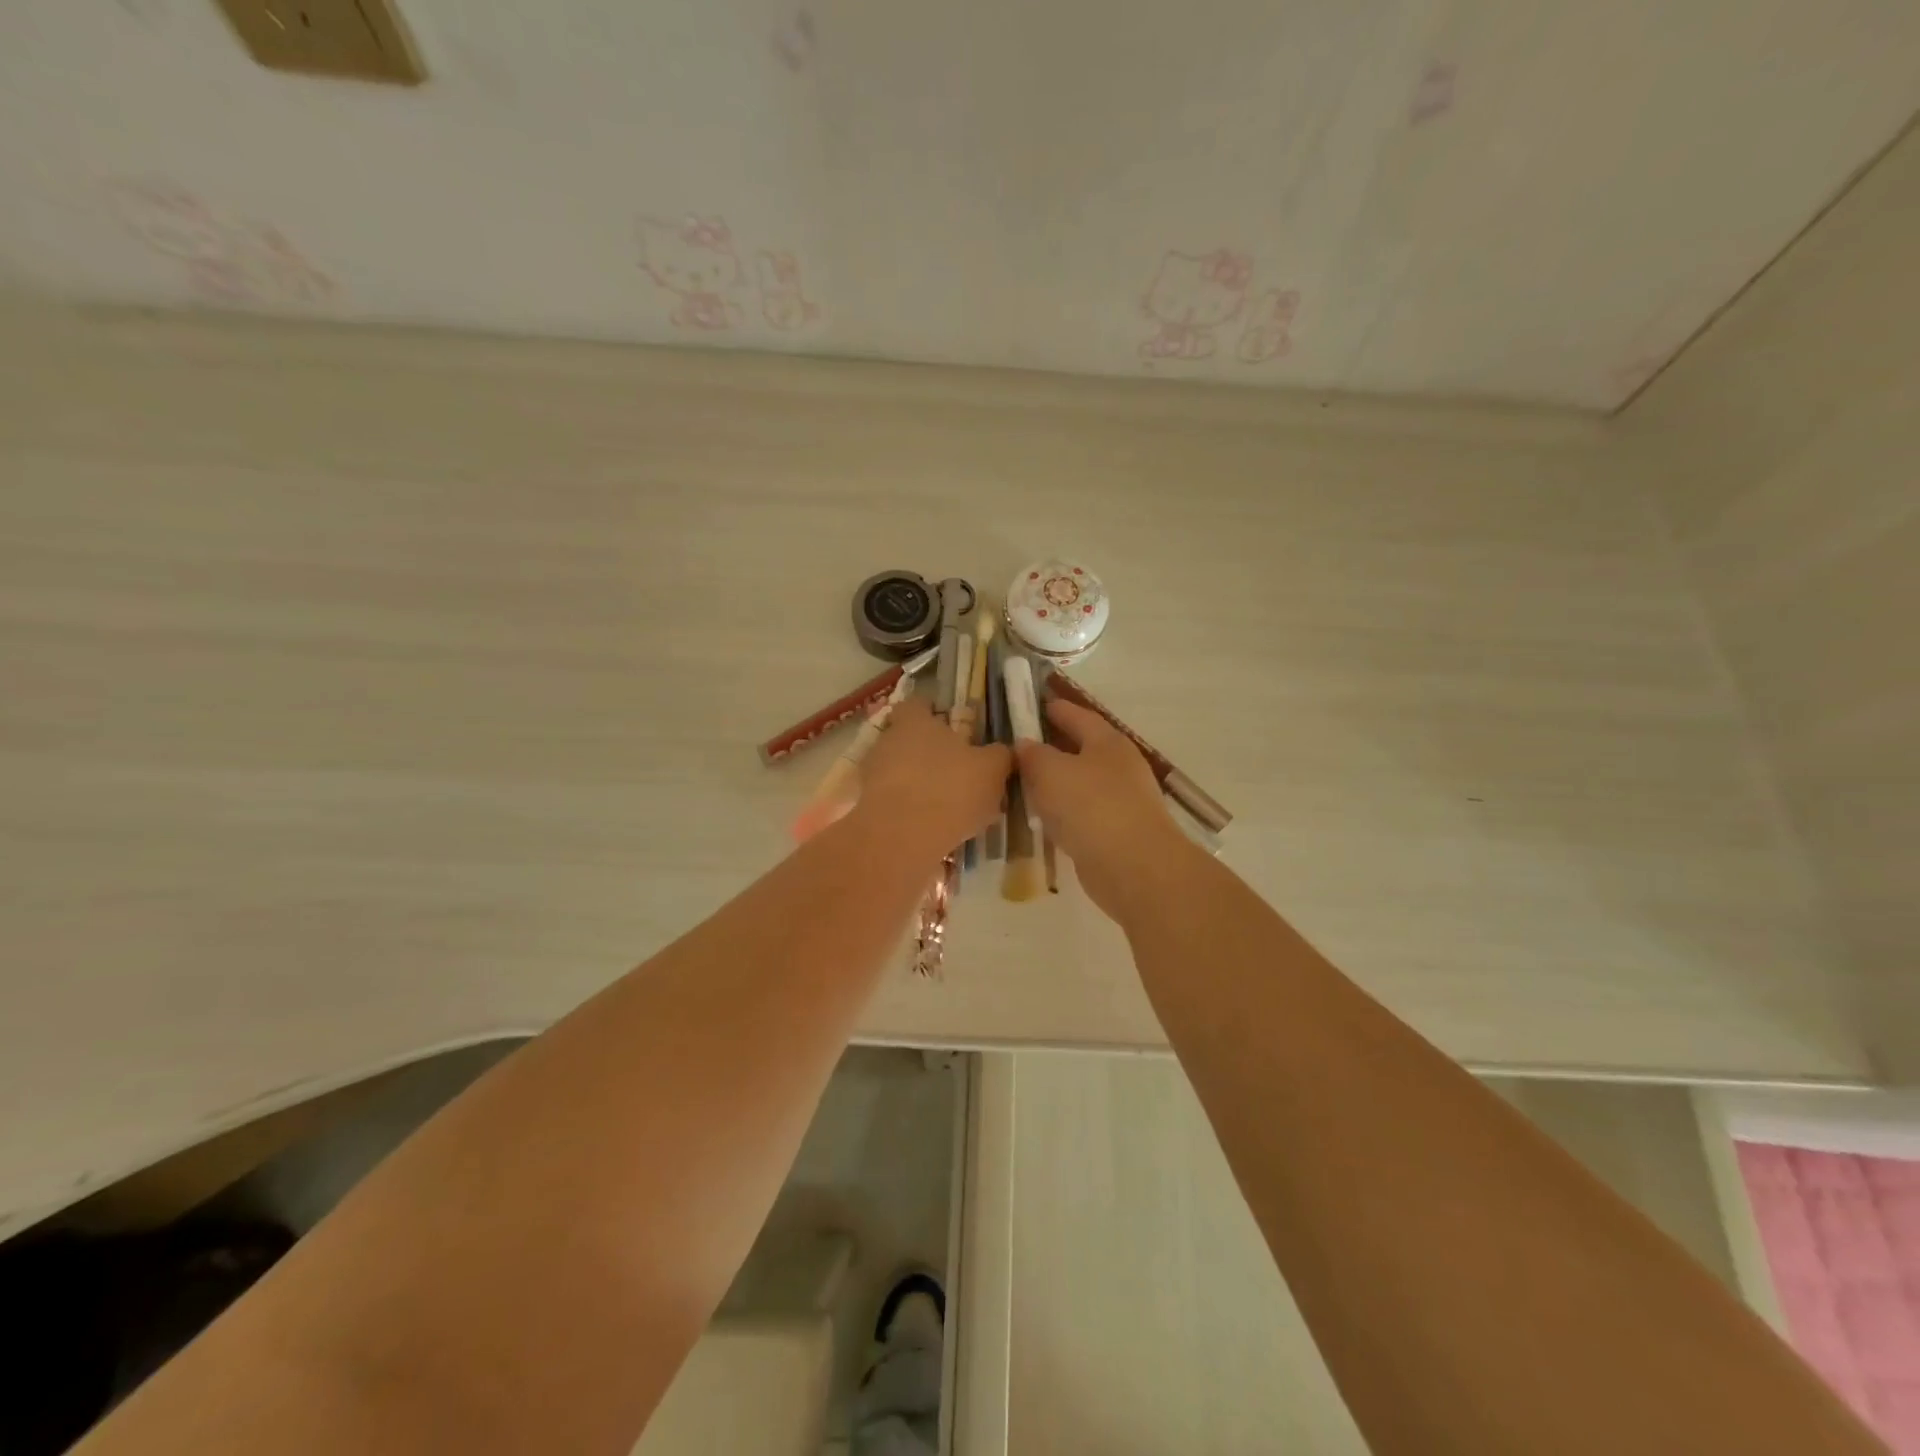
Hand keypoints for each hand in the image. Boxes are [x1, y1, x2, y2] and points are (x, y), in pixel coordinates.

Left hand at [852, 697, 1012, 861]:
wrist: (901, 839)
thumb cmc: (950, 790)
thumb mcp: (991, 770)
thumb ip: (1000, 755)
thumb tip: (1004, 750)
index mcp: (916, 722)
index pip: (917, 703)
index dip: (932, 711)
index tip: (950, 724)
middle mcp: (888, 740)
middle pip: (907, 738)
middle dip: (929, 751)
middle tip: (956, 769)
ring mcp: (872, 774)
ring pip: (899, 770)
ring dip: (919, 781)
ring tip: (946, 803)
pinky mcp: (867, 805)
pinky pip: (893, 799)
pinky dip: (909, 808)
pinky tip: (931, 825)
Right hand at [1014, 699, 1190, 921]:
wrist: (1134, 867)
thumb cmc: (1091, 806)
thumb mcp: (1050, 772)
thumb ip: (1033, 755)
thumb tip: (1024, 744)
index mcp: (1108, 742)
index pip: (1077, 715)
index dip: (1054, 708)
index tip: (1031, 705)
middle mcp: (1119, 766)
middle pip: (1081, 749)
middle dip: (1053, 746)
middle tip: (1019, 746)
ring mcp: (1121, 801)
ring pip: (1080, 783)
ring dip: (1056, 782)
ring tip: (1023, 783)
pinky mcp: (1116, 833)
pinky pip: (1082, 813)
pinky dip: (1062, 812)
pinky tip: (1042, 819)